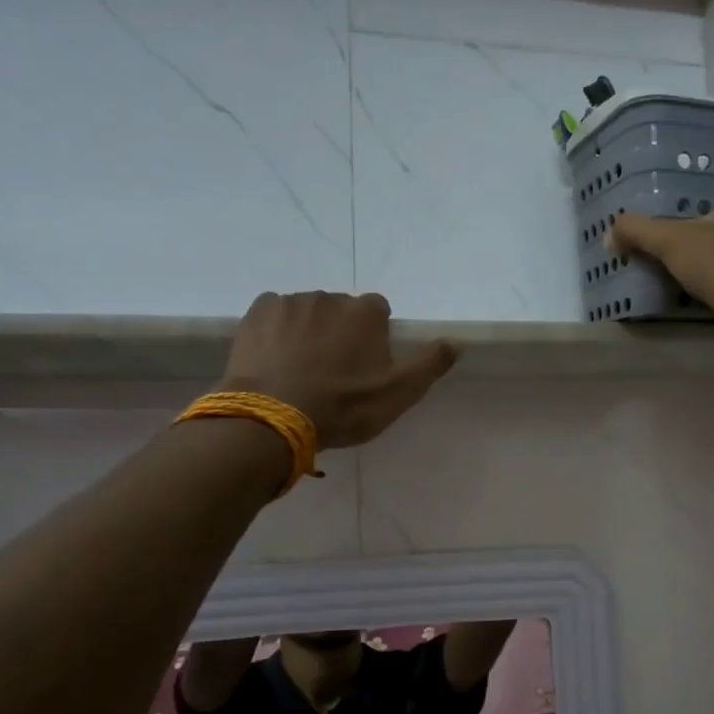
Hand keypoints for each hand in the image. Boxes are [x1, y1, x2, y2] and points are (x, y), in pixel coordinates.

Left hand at [221, 291, 458, 448]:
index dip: (374, 338)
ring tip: (300, 370)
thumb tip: (456, 341)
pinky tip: (274, 360)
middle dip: (339, 333)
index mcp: (366, 312)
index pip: (378, 312)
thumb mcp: (398, 393)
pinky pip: (275, 315)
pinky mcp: (256, 312)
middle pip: (341, 311)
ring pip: (307, 313)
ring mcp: (290, 302)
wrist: (274, 416)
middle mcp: (330, 297)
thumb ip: (429, 364)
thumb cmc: (344, 406)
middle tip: (332, 373)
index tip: (366, 367)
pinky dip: (277, 331)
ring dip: (308, 332)